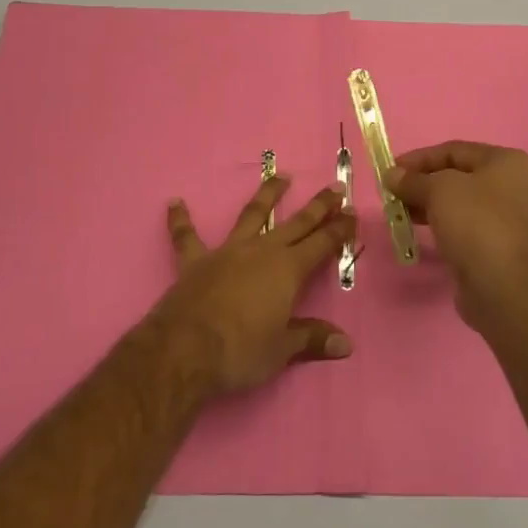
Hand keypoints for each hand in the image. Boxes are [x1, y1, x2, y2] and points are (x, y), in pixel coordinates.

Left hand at [155, 177, 355, 393]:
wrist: (186, 350)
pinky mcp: (195, 261)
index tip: (352, 212)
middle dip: (318, 206)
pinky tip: (174, 203)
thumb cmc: (241, 351)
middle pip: (296, 223)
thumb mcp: (282, 350)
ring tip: (281, 175)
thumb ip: (311, 338)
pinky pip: (186, 236)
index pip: (321, 244)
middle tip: (334, 187)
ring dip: (267, 195)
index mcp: (287, 270)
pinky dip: (181, 220)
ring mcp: (227, 251)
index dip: (339, 229)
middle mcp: (261, 251)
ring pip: (251, 215)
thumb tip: (345, 344)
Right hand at [386, 141, 527, 328]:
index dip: (419, 158)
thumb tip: (392, 175)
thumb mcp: (438, 191)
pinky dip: (444, 224)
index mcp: (506, 162)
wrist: (503, 287)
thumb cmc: (474, 223)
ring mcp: (511, 218)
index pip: (454, 150)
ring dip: (429, 205)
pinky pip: (467, 226)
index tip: (391, 171)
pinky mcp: (502, 246)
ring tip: (401, 213)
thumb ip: (413, 180)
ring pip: (461, 203)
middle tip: (394, 194)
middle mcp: (515, 185)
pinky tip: (422, 231)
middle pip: (458, 176)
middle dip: (423, 183)